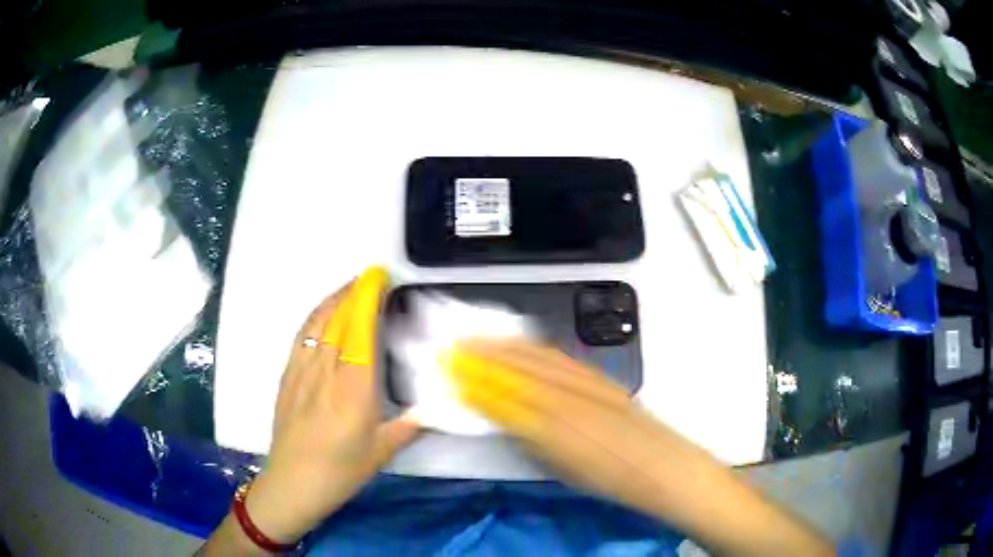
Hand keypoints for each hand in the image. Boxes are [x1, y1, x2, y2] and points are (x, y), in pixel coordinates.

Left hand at [246, 271, 418, 543]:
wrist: (292, 484)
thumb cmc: (340, 472)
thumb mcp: (381, 453)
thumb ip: (409, 426)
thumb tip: (434, 409)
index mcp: (353, 391)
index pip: (360, 332)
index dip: (367, 300)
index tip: (379, 278)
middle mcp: (326, 374)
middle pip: (337, 320)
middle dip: (353, 292)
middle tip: (371, 277)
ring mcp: (302, 373)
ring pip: (316, 324)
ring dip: (333, 299)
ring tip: (349, 288)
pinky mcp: (287, 377)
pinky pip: (301, 338)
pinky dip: (314, 317)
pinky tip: (323, 315)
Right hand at [447, 339, 679, 509]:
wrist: (658, 463)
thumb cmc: (606, 476)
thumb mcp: (557, 464)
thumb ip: (525, 435)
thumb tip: (496, 411)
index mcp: (554, 424)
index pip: (504, 394)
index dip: (474, 379)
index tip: (450, 369)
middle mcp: (569, 396)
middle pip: (518, 368)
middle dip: (482, 354)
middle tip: (455, 346)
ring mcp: (587, 383)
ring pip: (537, 357)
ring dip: (504, 346)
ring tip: (479, 340)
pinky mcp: (599, 378)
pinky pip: (558, 357)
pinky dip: (532, 348)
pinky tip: (521, 346)